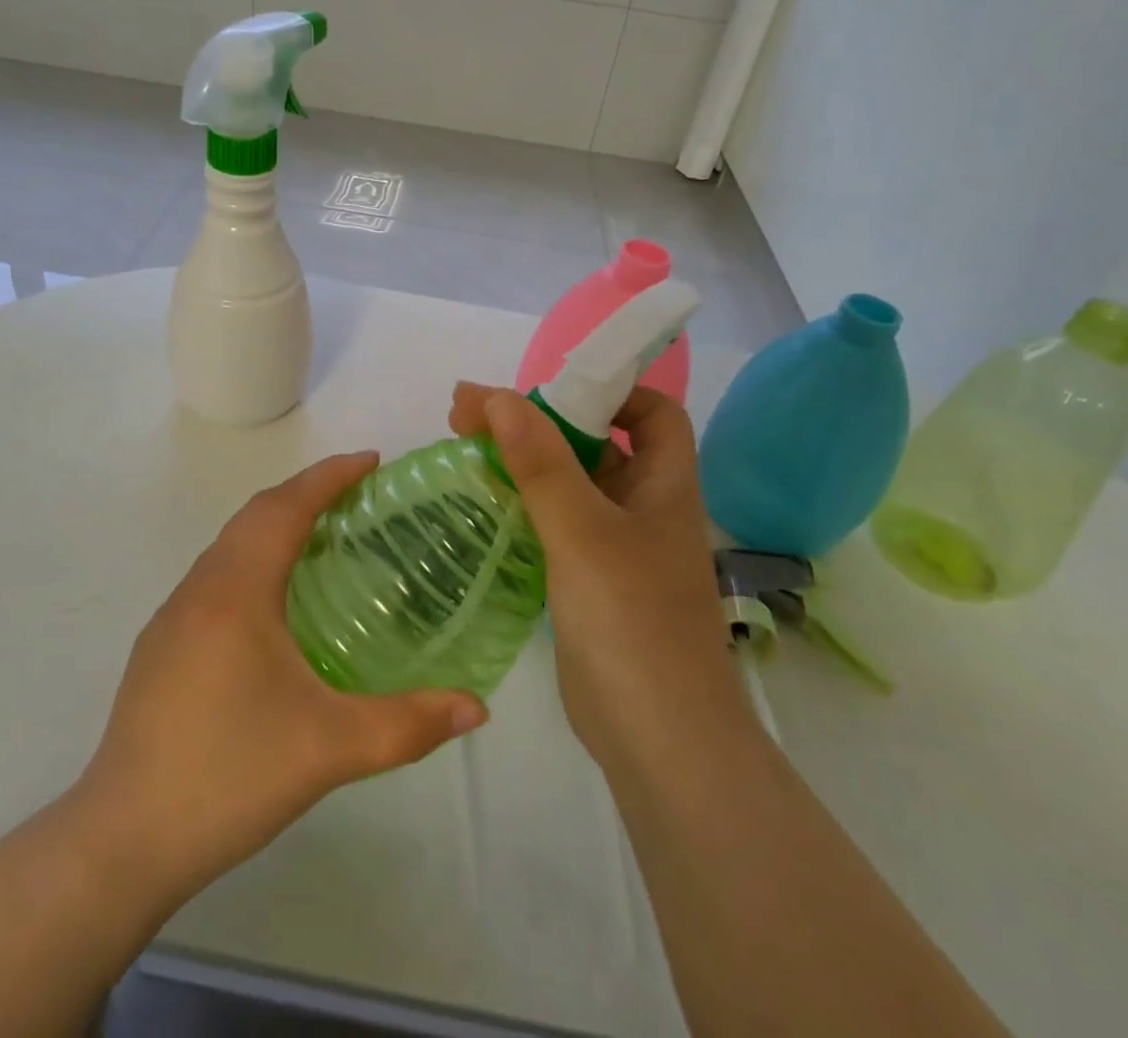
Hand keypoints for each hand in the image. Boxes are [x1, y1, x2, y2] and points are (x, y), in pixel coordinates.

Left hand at [72, 452, 488, 907]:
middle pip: (255, 515)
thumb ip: (409, 724)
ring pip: (230, 545)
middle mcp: (200, 589)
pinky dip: (253, 559)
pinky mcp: (160, 648)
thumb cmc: (229, 775)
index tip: (372, 461)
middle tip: (358, 495)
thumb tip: (478, 708)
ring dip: (275, 525)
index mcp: (236, 591)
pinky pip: (215, 576)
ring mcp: (172, 618)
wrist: (121, 843)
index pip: (285, 507)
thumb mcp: (330, 748)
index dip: (329, 476)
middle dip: (306, 493)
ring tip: (324, 538)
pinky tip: (275, 603)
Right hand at [448, 384, 748, 780]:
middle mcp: (644, 507)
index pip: (652, 412)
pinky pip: (555, 522)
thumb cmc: (632, 622)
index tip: (545, 389)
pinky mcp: (589, 579)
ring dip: (523, 460)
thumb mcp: (583, 533)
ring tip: (463, 445)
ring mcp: (617, 546)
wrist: (657, 739)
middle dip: (538, 420)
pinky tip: (482, 501)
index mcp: (664, 485)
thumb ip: (542, 463)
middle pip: (596, 442)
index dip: (608, 389)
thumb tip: (499, 397)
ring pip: (569, 483)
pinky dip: (521, 502)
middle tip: (468, 412)